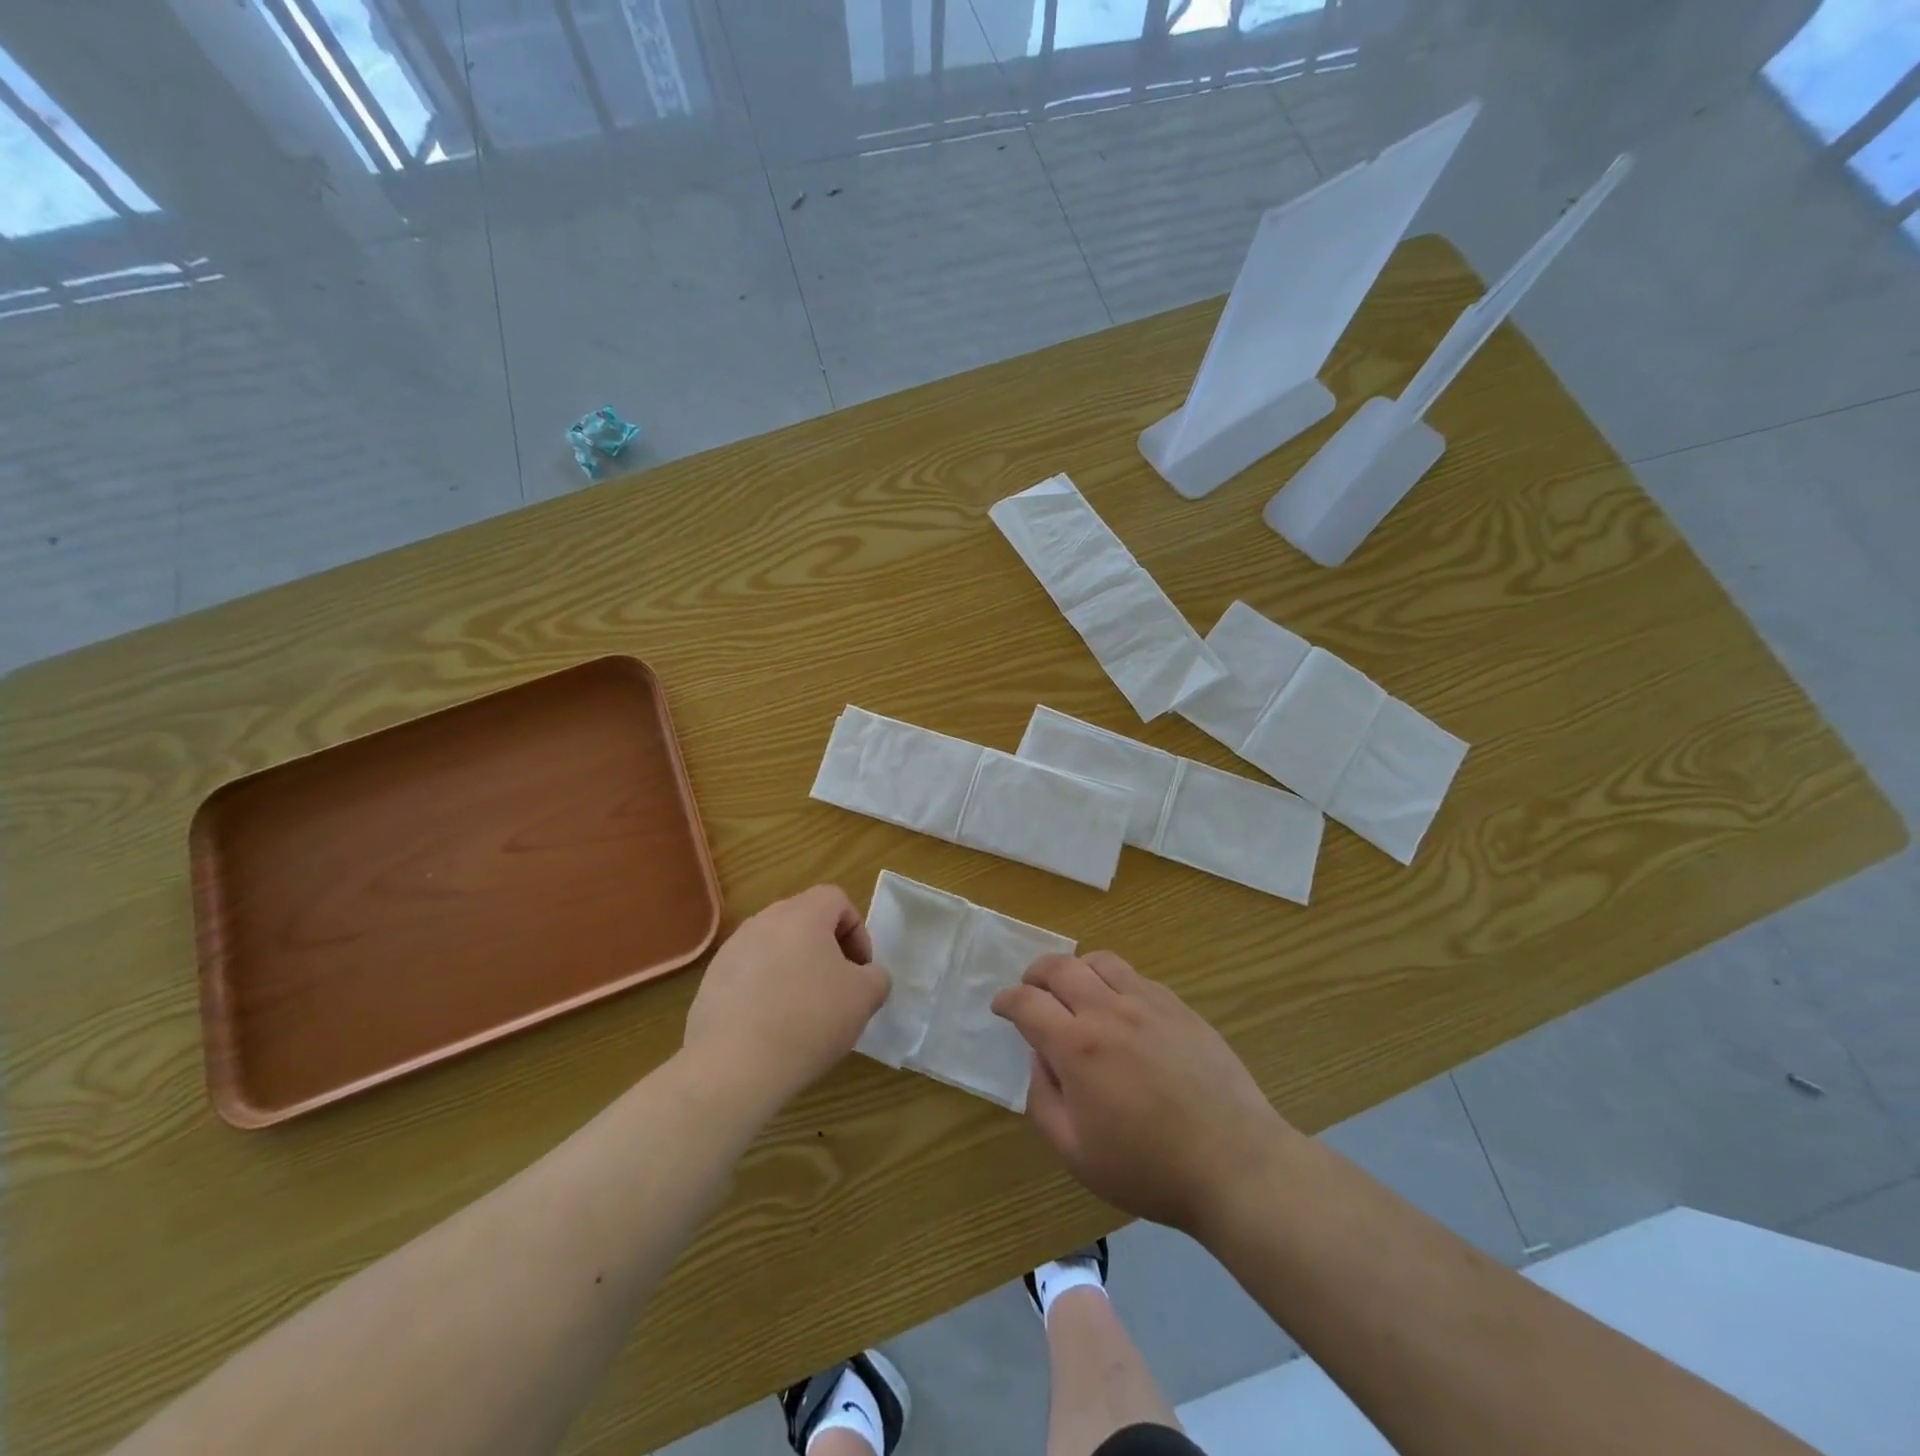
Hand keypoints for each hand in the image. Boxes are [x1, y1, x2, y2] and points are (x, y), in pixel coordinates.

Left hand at [683, 885, 889, 1108]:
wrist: (734, 1067)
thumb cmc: (809, 1020)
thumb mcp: (865, 998)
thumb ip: (876, 977)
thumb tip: (866, 977)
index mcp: (802, 914)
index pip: (837, 900)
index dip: (857, 932)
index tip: (861, 970)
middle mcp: (763, 921)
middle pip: (804, 921)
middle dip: (826, 950)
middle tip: (837, 989)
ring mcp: (731, 950)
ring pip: (775, 948)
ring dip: (794, 970)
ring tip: (802, 1012)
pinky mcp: (710, 981)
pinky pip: (749, 975)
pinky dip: (765, 991)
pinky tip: (771, 1028)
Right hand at [993, 952, 1292, 1234]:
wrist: (1234, 1163)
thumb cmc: (1149, 1168)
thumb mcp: (1076, 1153)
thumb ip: (1043, 1101)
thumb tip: (1039, 1060)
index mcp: (1078, 1046)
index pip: (1027, 1003)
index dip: (1007, 1000)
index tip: (1001, 1007)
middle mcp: (1109, 1011)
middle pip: (1061, 967)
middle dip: (1035, 973)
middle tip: (1030, 989)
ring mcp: (1149, 1003)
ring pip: (1101, 961)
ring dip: (1076, 969)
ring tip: (1074, 990)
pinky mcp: (1180, 1007)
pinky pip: (1137, 977)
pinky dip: (1115, 981)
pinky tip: (1120, 1007)